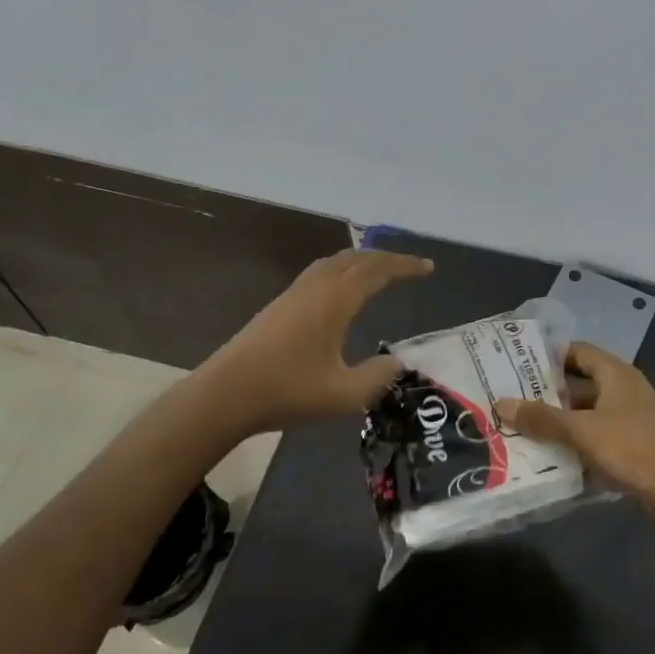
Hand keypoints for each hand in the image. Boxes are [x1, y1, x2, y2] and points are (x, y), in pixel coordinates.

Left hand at [198, 249, 433, 433]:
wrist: (225, 394)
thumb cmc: (288, 391)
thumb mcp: (344, 394)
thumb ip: (378, 376)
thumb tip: (399, 362)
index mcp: (336, 300)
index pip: (378, 270)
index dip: (405, 266)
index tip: (429, 267)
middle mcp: (317, 287)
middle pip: (357, 258)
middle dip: (387, 258)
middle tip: (410, 266)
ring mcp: (294, 293)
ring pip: (335, 262)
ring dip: (362, 260)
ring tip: (380, 270)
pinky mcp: (279, 304)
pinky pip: (320, 271)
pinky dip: (342, 269)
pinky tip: (341, 288)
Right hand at [495, 342, 654, 523]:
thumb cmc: (632, 448)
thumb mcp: (582, 431)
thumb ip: (542, 418)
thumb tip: (501, 404)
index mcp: (614, 374)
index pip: (575, 351)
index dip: (546, 356)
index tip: (513, 365)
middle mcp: (621, 390)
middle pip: (577, 384)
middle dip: (545, 393)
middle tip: (507, 399)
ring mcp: (627, 419)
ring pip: (583, 414)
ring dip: (556, 421)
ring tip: (517, 428)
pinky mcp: (629, 446)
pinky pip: (592, 437)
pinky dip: (572, 443)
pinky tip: (545, 456)